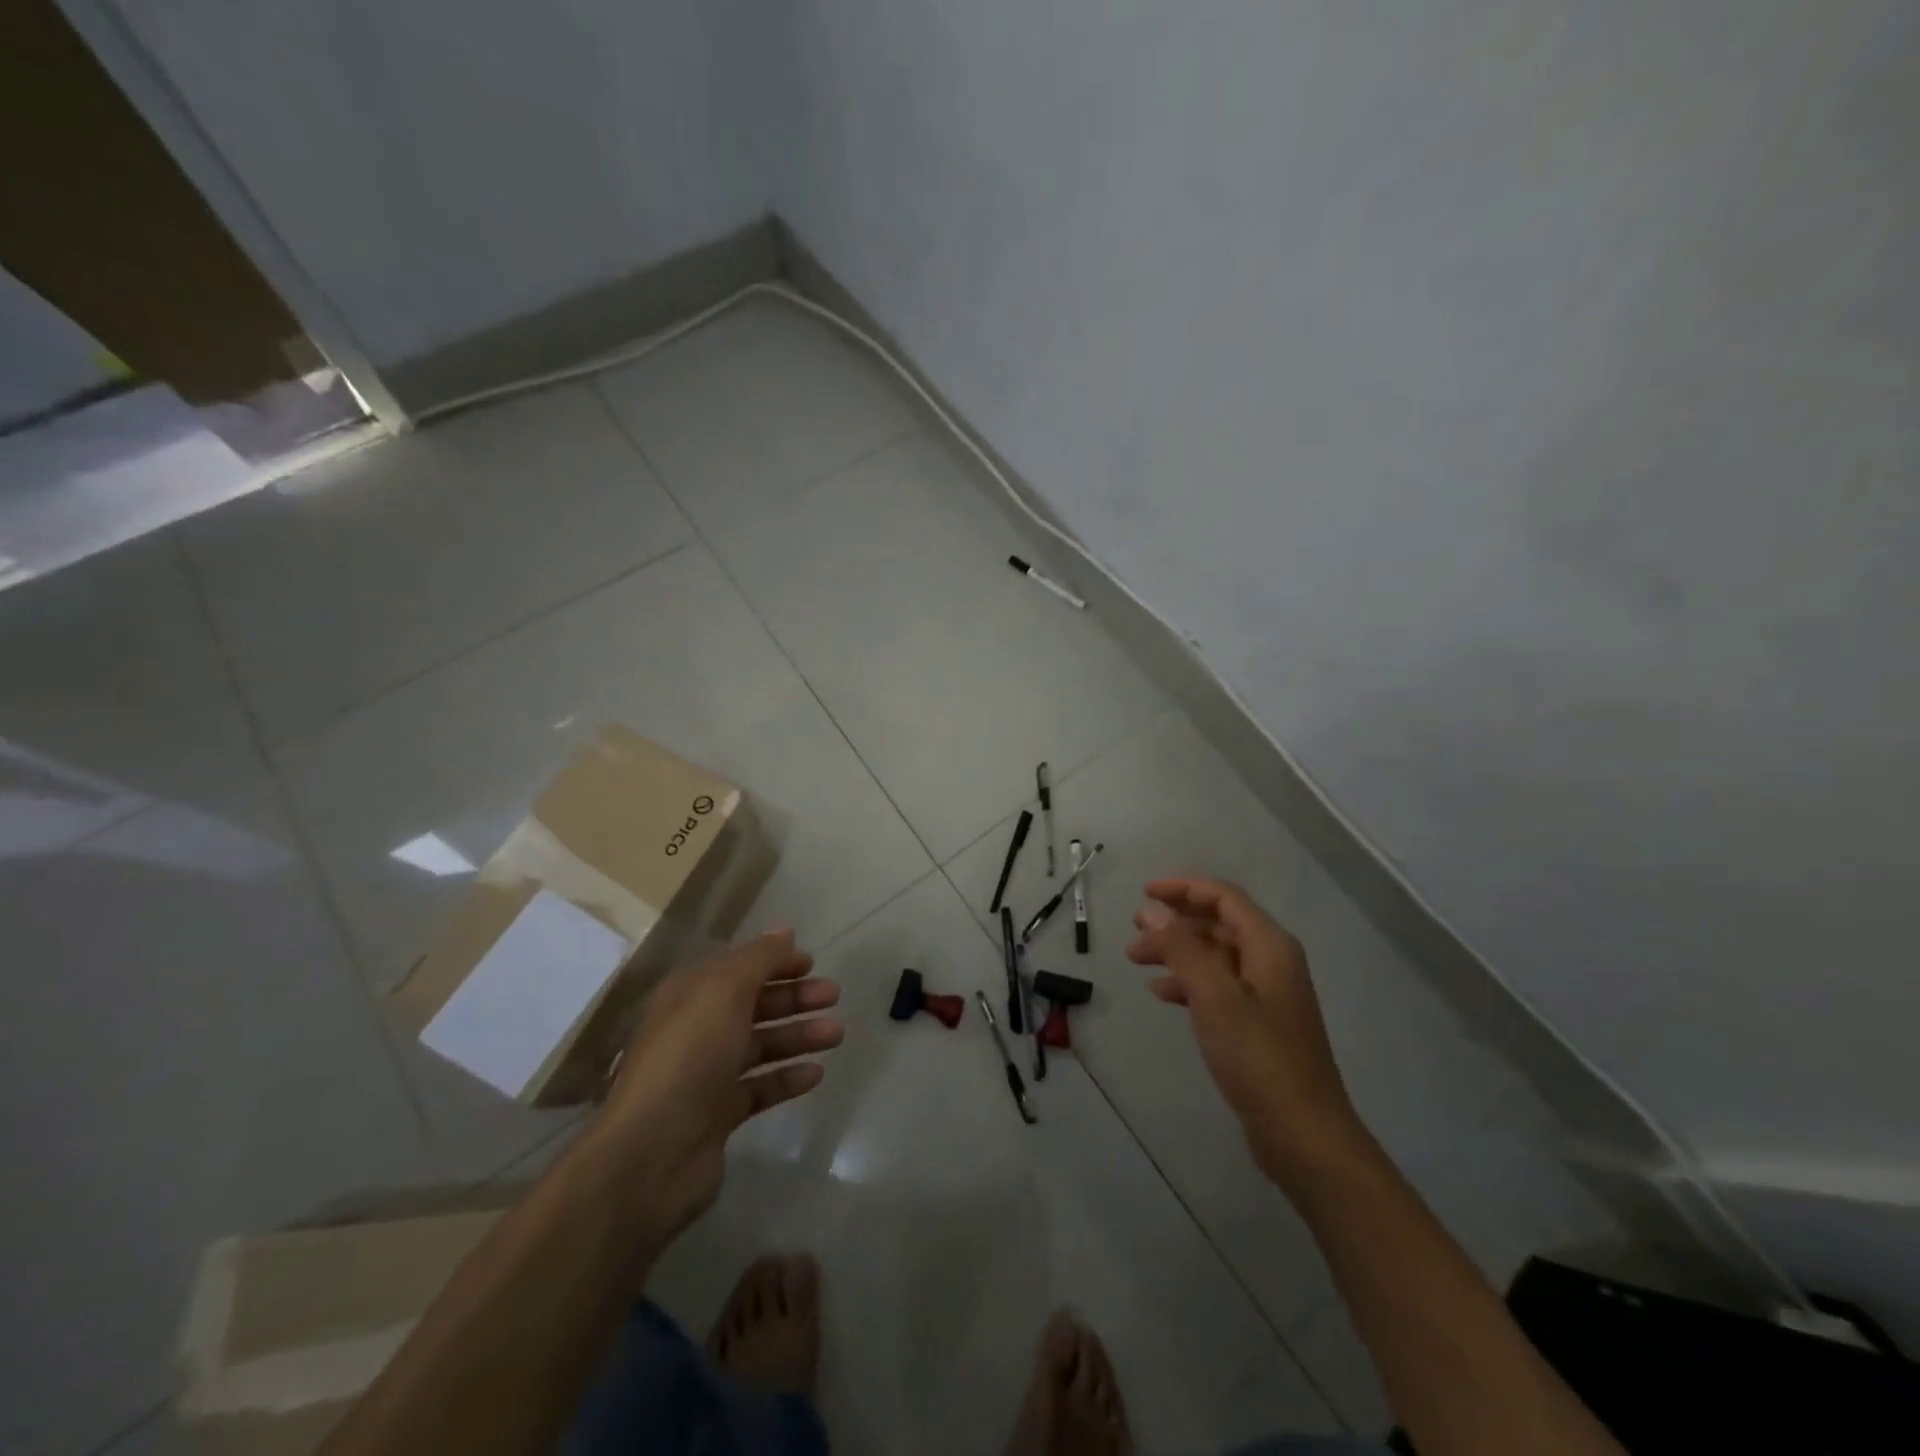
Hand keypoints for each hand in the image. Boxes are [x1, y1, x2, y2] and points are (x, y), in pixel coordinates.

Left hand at [589, 929, 843, 1244]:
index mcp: (690, 996)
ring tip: (837, 1034)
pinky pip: (760, 1087)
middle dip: (794, 998)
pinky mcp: (719, 1115)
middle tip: (833, 995)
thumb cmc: (688, 1058)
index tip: (812, 963)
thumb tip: (784, 930)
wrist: (651, 1154)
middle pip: (753, 1005)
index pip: (738, 968)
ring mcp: (707, 1074)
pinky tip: (816, 1073)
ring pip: (761, 1045)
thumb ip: (759, 959)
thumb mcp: (724, 992)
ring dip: (799, 1035)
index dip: (774, 962)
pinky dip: (787, 1078)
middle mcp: (697, 1030)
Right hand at [1127, 877, 1365, 1191]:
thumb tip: (1151, 910)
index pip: (1223, 897)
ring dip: (1177, 952)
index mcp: (1269, 945)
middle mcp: (1271, 961)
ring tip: (1138, 962)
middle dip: (1175, 922)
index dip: (1183, 888)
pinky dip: (1188, 982)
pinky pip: (1218, 985)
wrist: (1304, 1135)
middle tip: (1134, 934)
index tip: (1144, 892)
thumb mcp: (1214, 996)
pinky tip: (1161, 994)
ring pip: (1214, 955)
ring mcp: (1266, 993)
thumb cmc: (1259, 1058)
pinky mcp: (1258, 1023)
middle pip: (1218, 923)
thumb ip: (1181, 948)